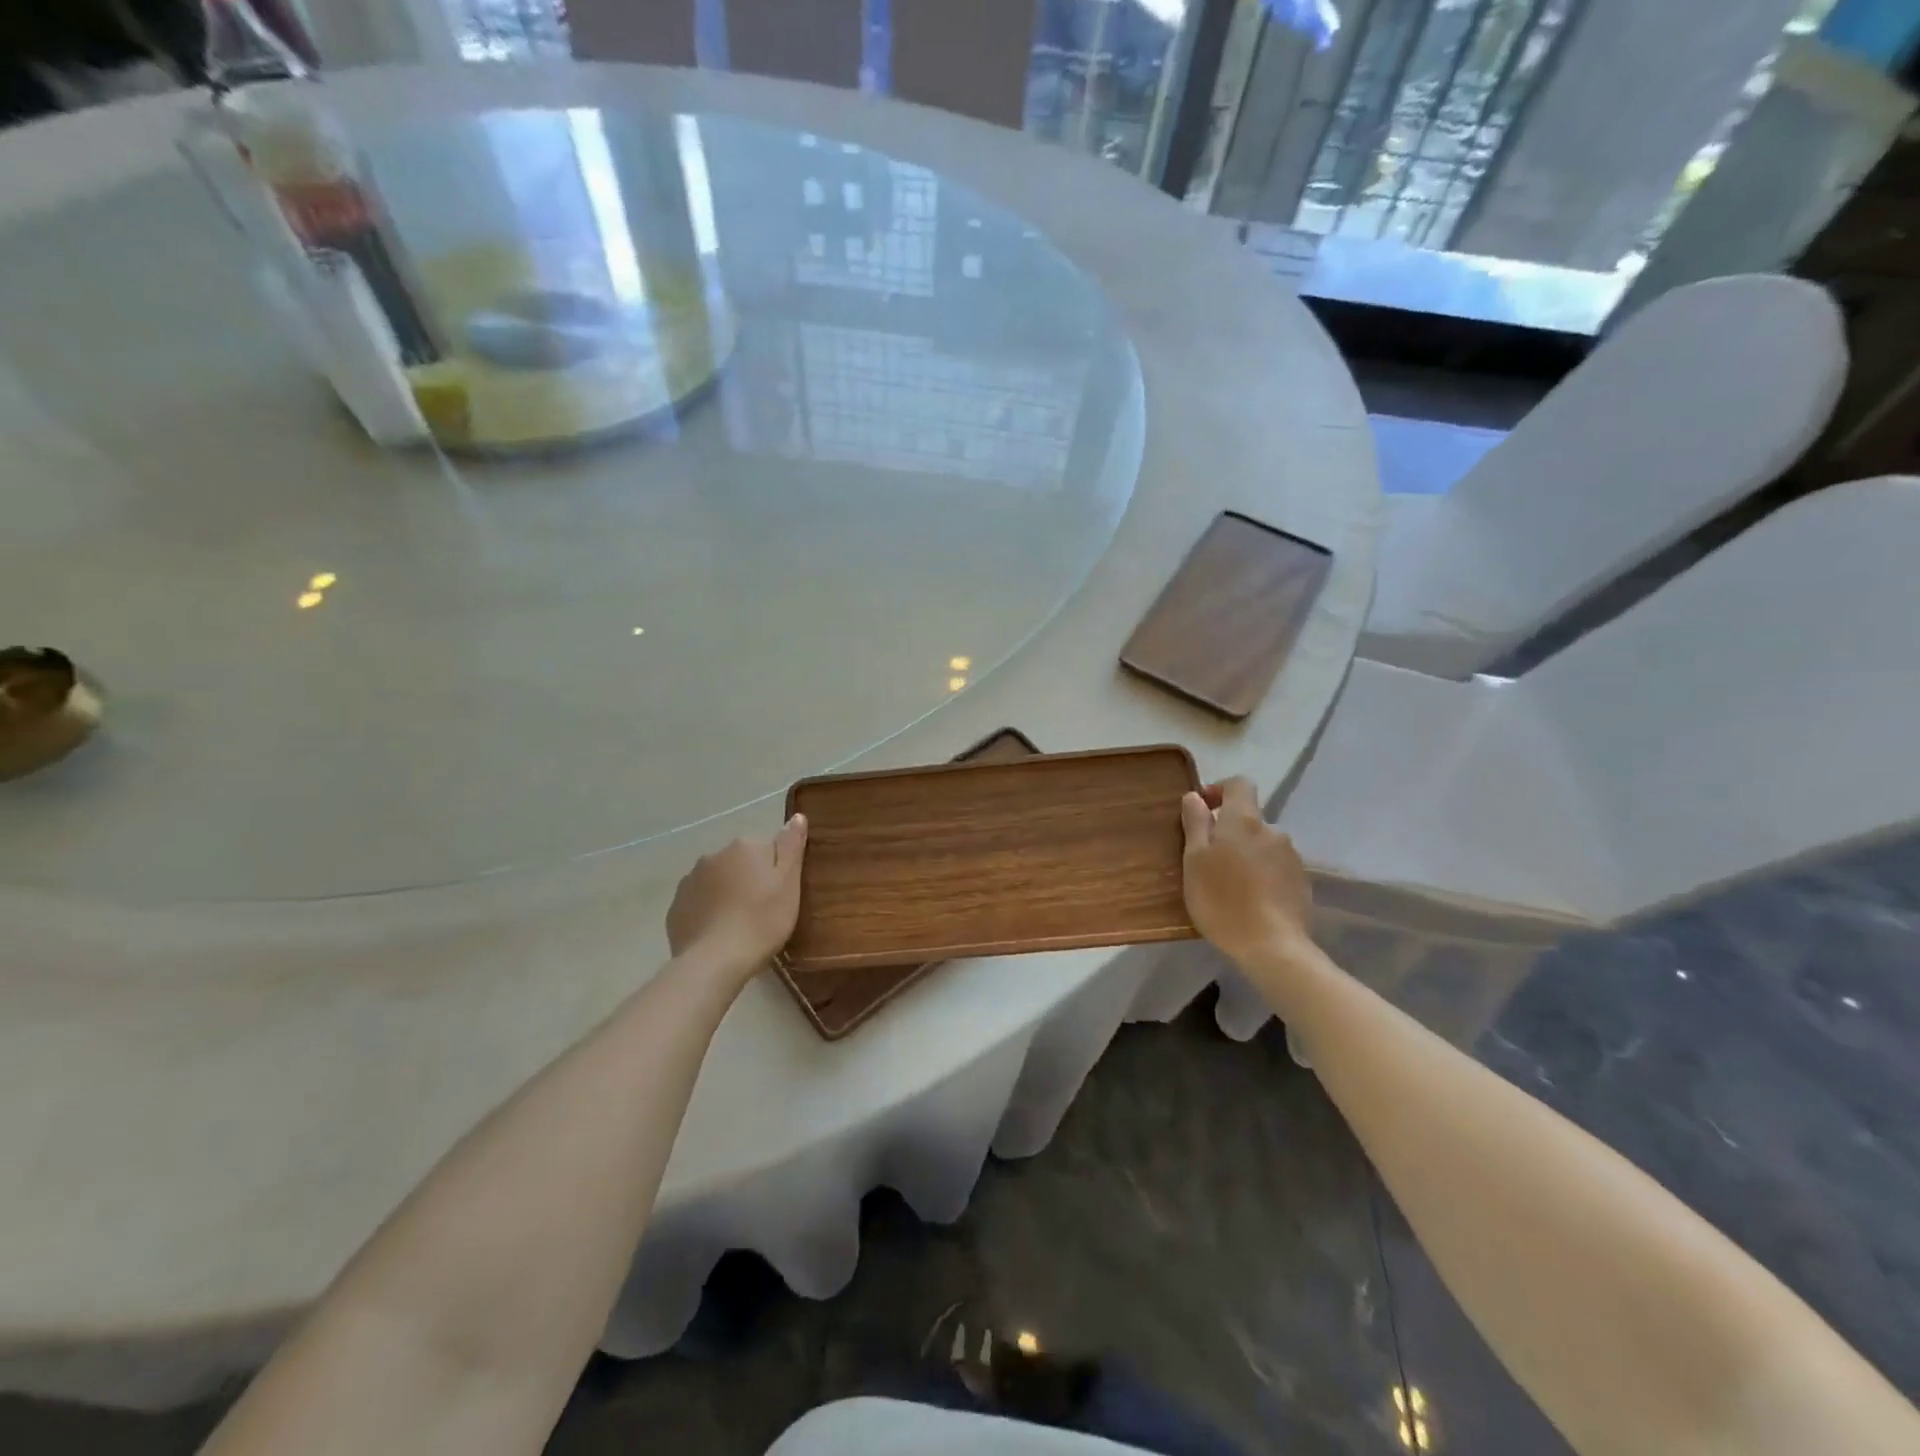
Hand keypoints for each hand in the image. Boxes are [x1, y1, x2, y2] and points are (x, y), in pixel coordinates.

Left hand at [666, 814, 808, 975]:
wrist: (715, 961)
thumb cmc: (762, 920)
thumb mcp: (788, 883)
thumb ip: (791, 846)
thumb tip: (796, 816)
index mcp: (743, 847)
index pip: (767, 850)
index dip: (776, 873)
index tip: (781, 896)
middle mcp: (713, 856)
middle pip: (739, 864)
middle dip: (749, 881)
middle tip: (763, 912)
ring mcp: (689, 881)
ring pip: (717, 882)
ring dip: (727, 895)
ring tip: (739, 926)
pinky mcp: (675, 908)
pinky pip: (698, 903)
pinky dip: (708, 913)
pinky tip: (719, 934)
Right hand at [1180, 777, 1312, 967]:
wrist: (1272, 946)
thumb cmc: (1222, 900)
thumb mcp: (1194, 860)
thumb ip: (1196, 824)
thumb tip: (1195, 797)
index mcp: (1244, 820)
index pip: (1239, 784)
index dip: (1219, 789)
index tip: (1202, 810)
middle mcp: (1272, 831)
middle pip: (1249, 818)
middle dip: (1229, 831)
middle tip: (1207, 860)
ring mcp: (1292, 857)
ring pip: (1262, 844)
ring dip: (1245, 854)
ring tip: (1228, 884)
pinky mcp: (1301, 882)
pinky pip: (1275, 866)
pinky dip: (1261, 874)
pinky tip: (1250, 900)